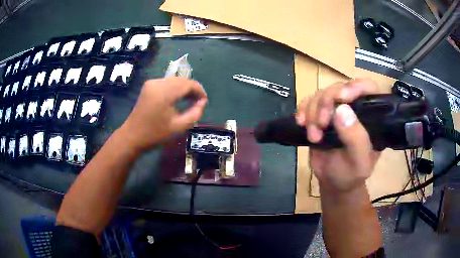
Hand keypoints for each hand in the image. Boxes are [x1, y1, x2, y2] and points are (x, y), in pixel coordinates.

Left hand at [120, 77, 207, 151]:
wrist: (132, 136)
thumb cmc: (155, 134)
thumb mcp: (179, 127)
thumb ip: (195, 113)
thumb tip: (202, 103)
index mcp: (165, 92)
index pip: (188, 84)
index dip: (199, 90)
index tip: (205, 101)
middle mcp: (158, 83)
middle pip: (181, 80)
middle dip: (192, 89)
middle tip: (199, 101)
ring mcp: (152, 83)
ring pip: (174, 80)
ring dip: (184, 88)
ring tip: (191, 100)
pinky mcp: (148, 86)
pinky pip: (167, 83)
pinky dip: (175, 88)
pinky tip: (178, 98)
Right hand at [296, 79, 380, 191]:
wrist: (332, 182)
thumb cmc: (350, 174)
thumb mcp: (359, 163)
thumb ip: (356, 139)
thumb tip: (342, 109)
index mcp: (372, 117)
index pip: (369, 89)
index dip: (356, 87)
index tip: (341, 98)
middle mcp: (356, 108)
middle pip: (340, 88)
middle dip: (327, 103)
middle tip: (321, 124)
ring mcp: (337, 109)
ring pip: (322, 94)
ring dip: (313, 112)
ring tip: (313, 136)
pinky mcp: (321, 113)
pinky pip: (309, 101)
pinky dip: (303, 110)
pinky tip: (301, 123)